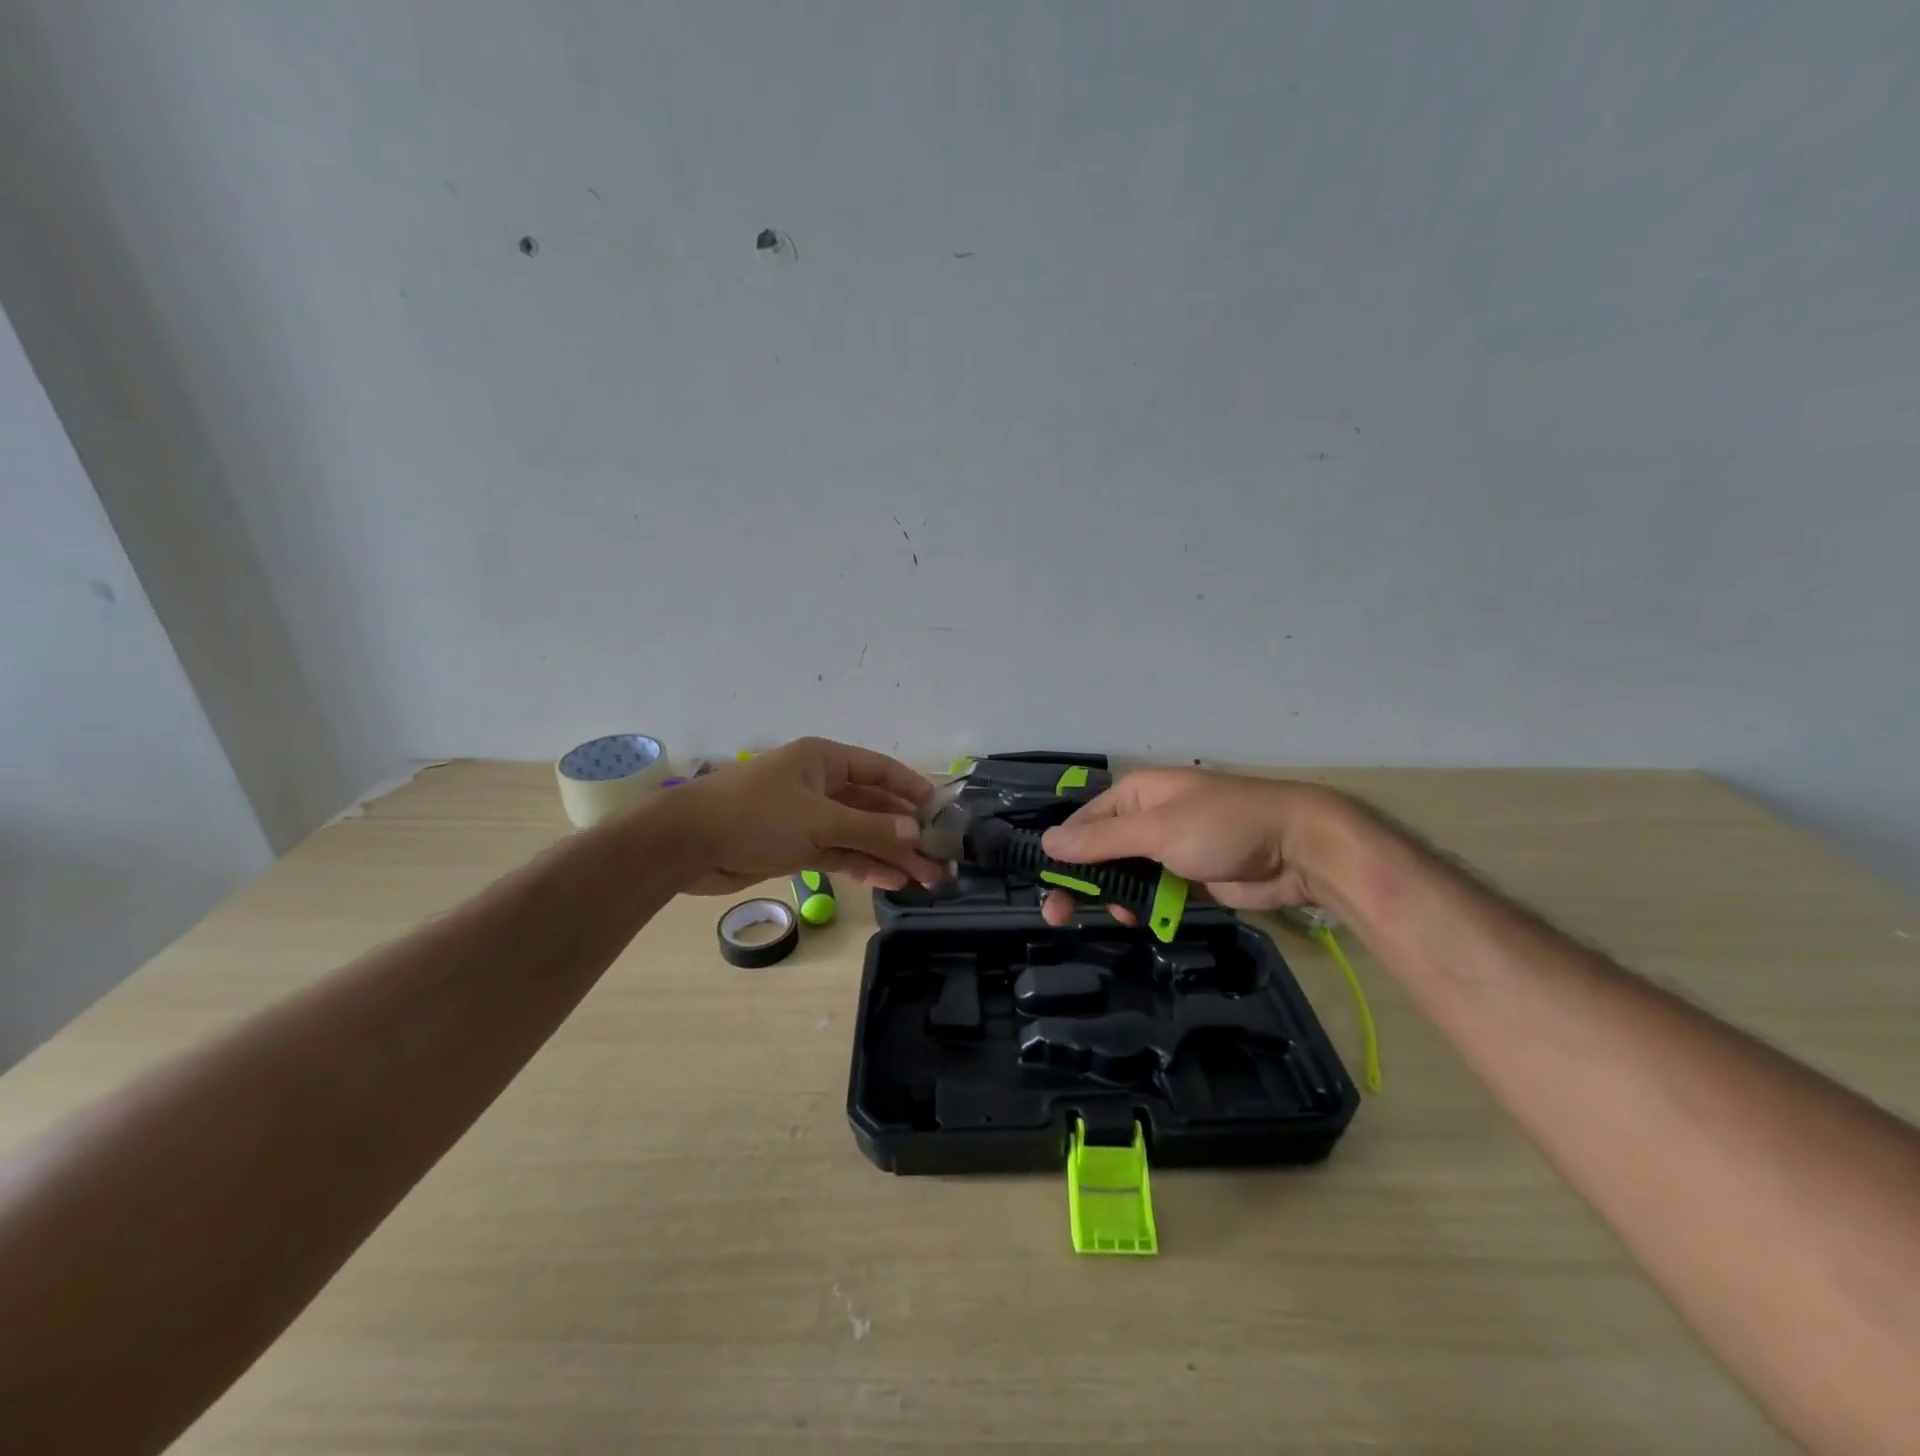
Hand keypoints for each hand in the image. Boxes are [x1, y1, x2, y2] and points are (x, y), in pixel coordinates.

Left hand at [663, 737, 941, 894]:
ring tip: (924, 878)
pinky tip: (891, 880)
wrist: (686, 845)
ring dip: (889, 854)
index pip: (880, 771)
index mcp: (825, 761)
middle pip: (873, 807)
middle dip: (904, 832)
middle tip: (938, 859)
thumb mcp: (817, 820)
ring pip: (859, 834)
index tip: (941, 814)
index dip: (912, 790)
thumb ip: (868, 829)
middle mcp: (821, 785)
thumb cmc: (755, 816)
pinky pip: (839, 853)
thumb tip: (916, 834)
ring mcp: (809, 818)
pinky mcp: (796, 847)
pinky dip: (863, 865)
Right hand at [1037, 768, 1341, 925]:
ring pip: (1124, 875)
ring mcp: (1168, 848)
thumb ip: (1101, 840)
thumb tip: (1046, 842)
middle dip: (1081, 881)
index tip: (1043, 886)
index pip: (1082, 823)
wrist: (1298, 849)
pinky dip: (1145, 905)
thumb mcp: (1156, 830)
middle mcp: (1146, 818)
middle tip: (1056, 917)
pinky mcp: (1188, 876)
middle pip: (1099, 851)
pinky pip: (1153, 892)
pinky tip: (1144, 919)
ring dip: (1115, 896)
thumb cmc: (1222, 827)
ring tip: (1120, 916)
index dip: (1061, 853)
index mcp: (1135, 795)